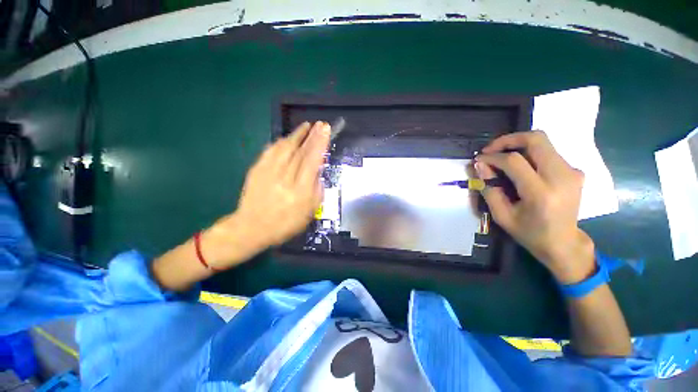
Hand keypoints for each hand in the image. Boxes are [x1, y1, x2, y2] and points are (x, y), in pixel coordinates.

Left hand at [231, 121, 329, 248]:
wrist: (252, 227)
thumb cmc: (285, 223)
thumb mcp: (308, 212)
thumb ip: (316, 191)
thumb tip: (318, 170)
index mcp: (300, 192)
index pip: (311, 162)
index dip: (319, 144)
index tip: (325, 131)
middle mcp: (284, 179)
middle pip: (300, 152)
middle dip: (312, 136)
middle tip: (320, 124)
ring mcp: (268, 173)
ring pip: (284, 148)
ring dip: (297, 135)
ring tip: (306, 126)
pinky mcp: (257, 170)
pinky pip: (270, 151)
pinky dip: (280, 142)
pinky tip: (287, 138)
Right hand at [476, 131, 594, 283]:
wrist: (563, 242)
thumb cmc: (529, 233)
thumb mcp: (502, 215)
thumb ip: (489, 189)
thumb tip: (479, 165)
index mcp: (541, 193)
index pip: (515, 161)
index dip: (493, 156)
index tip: (479, 159)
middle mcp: (561, 177)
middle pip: (536, 139)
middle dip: (508, 139)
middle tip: (490, 149)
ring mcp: (572, 172)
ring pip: (543, 142)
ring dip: (518, 144)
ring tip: (501, 156)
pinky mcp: (574, 171)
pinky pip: (548, 152)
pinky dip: (529, 153)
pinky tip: (518, 166)